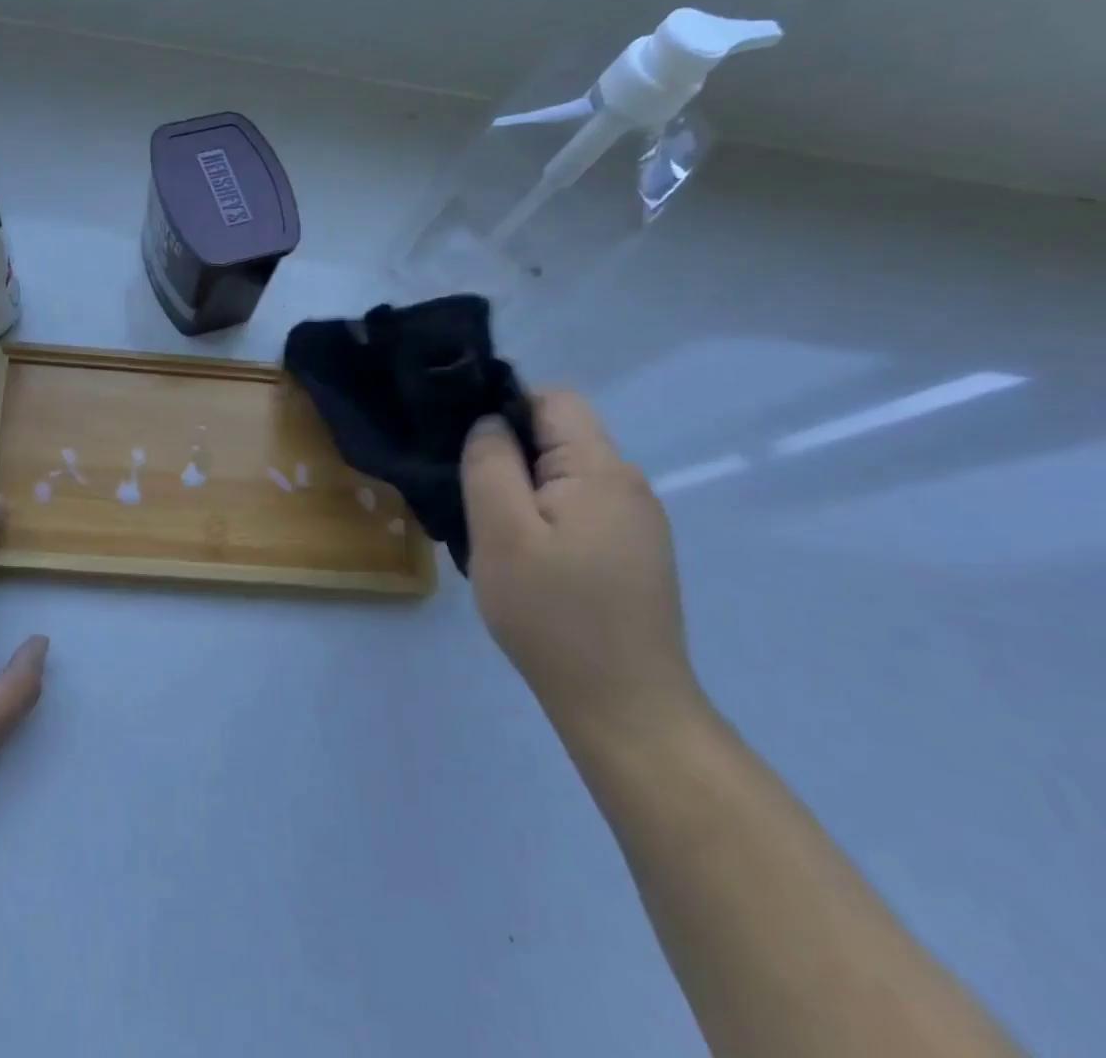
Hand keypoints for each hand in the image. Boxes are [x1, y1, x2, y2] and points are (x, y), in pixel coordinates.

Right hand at [459, 391, 700, 739]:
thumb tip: (488, 423)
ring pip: (565, 475)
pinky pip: (578, 508)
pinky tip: (527, 560)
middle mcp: (627, 485)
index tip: (470, 451)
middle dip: (510, 456)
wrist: (624, 707)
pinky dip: (545, 518)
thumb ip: (490, 464)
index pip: (552, 399)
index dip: (504, 409)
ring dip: (524, 491)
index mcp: (601, 470)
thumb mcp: (502, 532)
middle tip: (475, 502)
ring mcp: (635, 522)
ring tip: (496, 535)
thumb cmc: (554, 615)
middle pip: (559, 437)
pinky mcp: (632, 552)